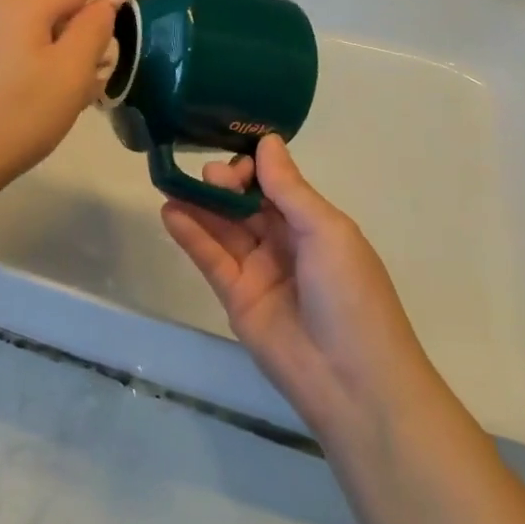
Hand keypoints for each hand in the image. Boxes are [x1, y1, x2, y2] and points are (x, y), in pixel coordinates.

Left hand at [0, 0, 117, 193]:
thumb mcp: (72, 71)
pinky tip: (48, 93)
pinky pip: (19, 48)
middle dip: (88, 22)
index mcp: (22, 4)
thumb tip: (101, 3)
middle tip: (113, 56)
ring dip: (66, 46)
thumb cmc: (21, 114)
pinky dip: (42, 60)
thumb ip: (94, 27)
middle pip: (57, 3)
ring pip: (38, 29)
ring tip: (83, 84)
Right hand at [161, 137, 430, 440]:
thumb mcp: (327, 232)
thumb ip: (289, 188)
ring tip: (171, 182)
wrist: (354, 383)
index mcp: (314, 224)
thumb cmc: (352, 295)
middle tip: (207, 177)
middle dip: (224, 184)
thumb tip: (267, 140)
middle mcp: (284, 242)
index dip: (253, 168)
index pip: (274, 184)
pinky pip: (210, 259)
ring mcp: (258, 270)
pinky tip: (170, 212)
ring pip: (223, 228)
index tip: (236, 161)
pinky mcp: (235, 297)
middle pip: (245, 203)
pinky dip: (190, 235)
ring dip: (198, 205)